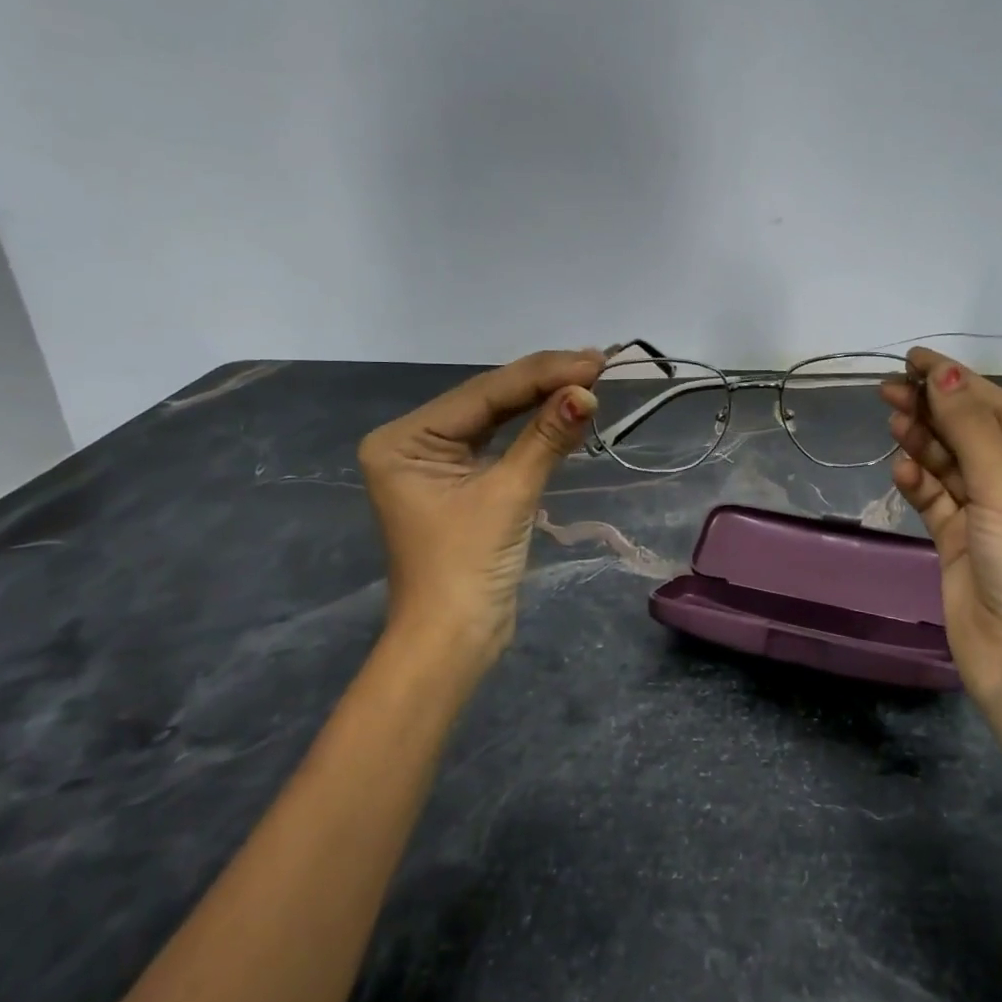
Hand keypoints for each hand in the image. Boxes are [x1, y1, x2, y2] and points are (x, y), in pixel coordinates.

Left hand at [358, 349, 603, 668]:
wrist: (453, 641)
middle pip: (488, 402)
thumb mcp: (509, 494)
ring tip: (589, 378)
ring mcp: (437, 463)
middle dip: (543, 383)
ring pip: (497, 419)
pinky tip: (564, 410)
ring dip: (542, 402)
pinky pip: (500, 444)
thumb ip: (546, 438)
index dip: (541, 374)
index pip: (483, 394)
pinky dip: (534, 431)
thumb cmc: (467, 567)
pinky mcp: (461, 483)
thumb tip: (586, 393)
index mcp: (404, 440)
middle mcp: (413, 443)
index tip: (593, 360)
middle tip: (598, 363)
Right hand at [880, 347, 1001, 701]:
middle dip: (934, 409)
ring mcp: (991, 516)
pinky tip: (901, 468)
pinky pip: (937, 499)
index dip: (957, 382)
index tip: (913, 359)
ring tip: (892, 420)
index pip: (1000, 410)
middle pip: (972, 434)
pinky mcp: (961, 542)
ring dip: (923, 442)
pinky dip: (919, 481)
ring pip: (950, 465)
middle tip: (889, 389)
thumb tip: (941, 373)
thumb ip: (970, 428)